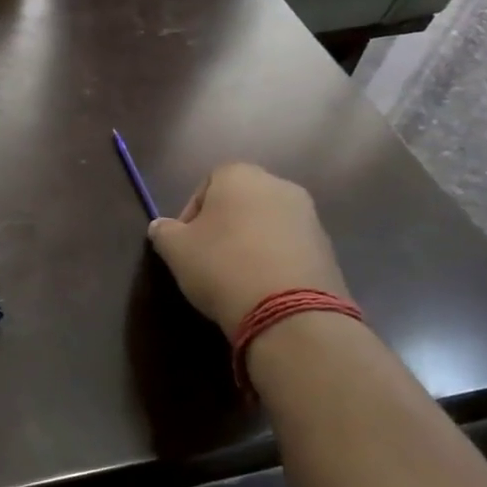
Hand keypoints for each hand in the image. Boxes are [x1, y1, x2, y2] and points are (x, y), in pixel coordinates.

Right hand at [146, 164, 348, 338]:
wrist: (288, 310)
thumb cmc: (221, 266)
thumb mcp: (176, 250)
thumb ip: (164, 232)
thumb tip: (160, 227)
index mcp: (240, 176)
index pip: (208, 183)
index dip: (191, 213)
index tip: (184, 243)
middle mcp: (279, 185)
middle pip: (241, 201)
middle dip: (224, 226)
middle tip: (207, 258)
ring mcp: (308, 215)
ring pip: (267, 224)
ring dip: (250, 242)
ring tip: (236, 276)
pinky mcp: (326, 247)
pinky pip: (289, 247)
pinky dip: (274, 260)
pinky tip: (262, 287)